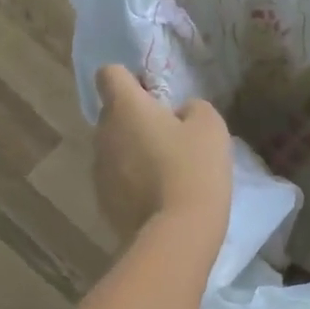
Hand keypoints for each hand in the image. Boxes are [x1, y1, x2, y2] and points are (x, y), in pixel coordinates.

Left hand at [92, 66, 232, 245]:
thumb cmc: (194, 170)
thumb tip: (181, 114)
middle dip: (136, 120)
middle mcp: (102, 134)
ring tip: (167, 172)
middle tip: (171, 136)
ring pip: (115, 149)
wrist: (177, 234)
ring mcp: (99, 171)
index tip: (155, 95)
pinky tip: (160, 198)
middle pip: (113, 115)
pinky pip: (118, 181)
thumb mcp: (211, 127)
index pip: (109, 74)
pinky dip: (134, 183)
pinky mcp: (103, 202)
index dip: (131, 79)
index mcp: (124, 108)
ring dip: (135, 153)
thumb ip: (194, 109)